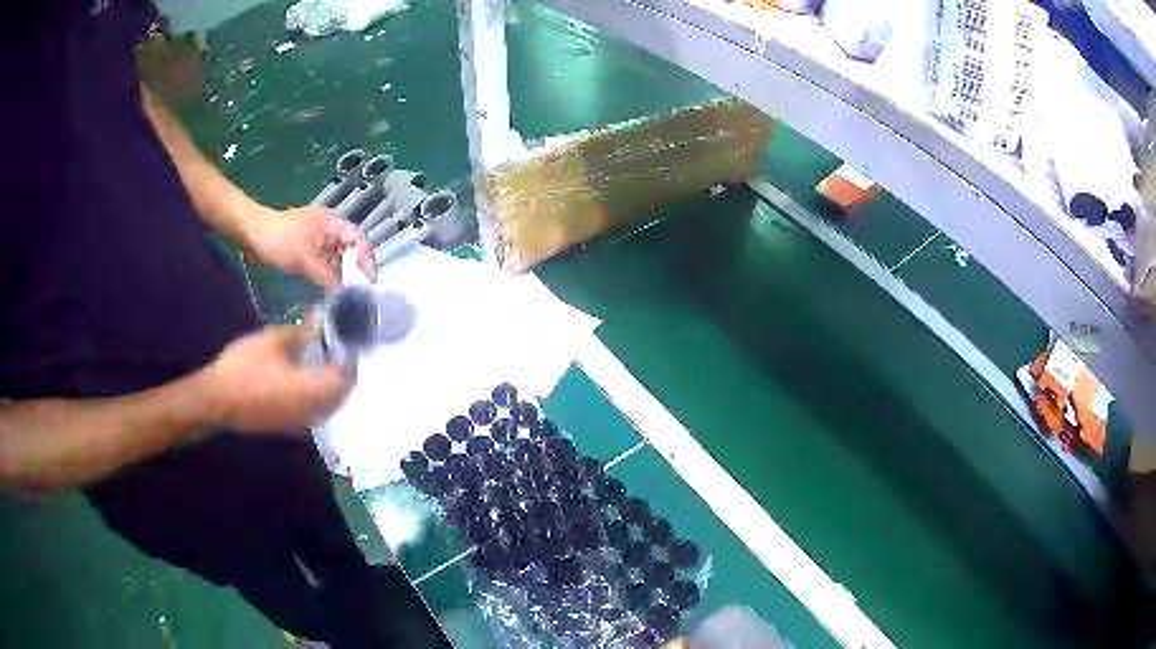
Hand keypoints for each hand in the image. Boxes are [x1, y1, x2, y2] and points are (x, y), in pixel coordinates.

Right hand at [201, 325, 354, 432]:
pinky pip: (315, 412)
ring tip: (325, 360)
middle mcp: (313, 412)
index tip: (348, 339)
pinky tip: (307, 378)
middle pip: (342, 394)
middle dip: (344, 372)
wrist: (217, 401)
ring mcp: (301, 423)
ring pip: (329, 406)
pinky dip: (319, 396)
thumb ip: (300, 333)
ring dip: (332, 386)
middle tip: (338, 348)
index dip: (350, 357)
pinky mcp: (289, 427)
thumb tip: (317, 324)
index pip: (346, 376)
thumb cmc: (244, 368)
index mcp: (313, 390)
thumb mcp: (272, 340)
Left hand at [245, 205, 374, 288]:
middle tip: (359, 296)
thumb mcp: (304, 259)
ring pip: (336, 263)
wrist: (250, 235)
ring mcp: (318, 244)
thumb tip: (344, 295)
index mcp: (332, 224)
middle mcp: (329, 232)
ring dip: (340, 279)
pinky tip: (330, 295)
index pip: (358, 240)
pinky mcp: (308, 254)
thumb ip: (326, 277)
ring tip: (346, 300)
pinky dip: (327, 280)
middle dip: (354, 273)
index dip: (366, 260)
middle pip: (349, 253)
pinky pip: (323, 268)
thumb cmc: (278, 239)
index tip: (369, 281)